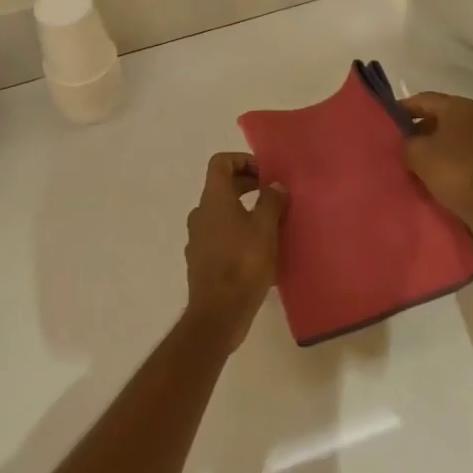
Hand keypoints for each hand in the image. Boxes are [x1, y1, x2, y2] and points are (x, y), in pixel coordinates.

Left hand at [183, 153, 284, 348]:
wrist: (218, 312)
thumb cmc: (244, 263)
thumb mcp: (265, 228)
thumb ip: (271, 201)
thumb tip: (274, 185)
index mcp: (213, 199)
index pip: (220, 163)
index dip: (242, 160)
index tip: (265, 173)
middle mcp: (200, 213)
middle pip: (221, 187)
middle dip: (247, 185)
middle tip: (273, 195)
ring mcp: (197, 237)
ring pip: (221, 212)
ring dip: (243, 210)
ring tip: (270, 223)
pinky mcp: (200, 259)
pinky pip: (219, 235)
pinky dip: (236, 232)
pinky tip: (257, 250)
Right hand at [399, 93, 472, 246]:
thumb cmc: (454, 172)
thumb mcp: (417, 154)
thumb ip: (407, 141)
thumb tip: (411, 143)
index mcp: (460, 107)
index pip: (424, 100)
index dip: (403, 109)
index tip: (388, 123)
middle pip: (442, 118)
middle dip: (421, 130)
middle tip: (401, 146)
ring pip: (457, 138)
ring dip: (439, 147)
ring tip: (419, 165)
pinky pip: (470, 157)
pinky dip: (455, 163)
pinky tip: (443, 179)